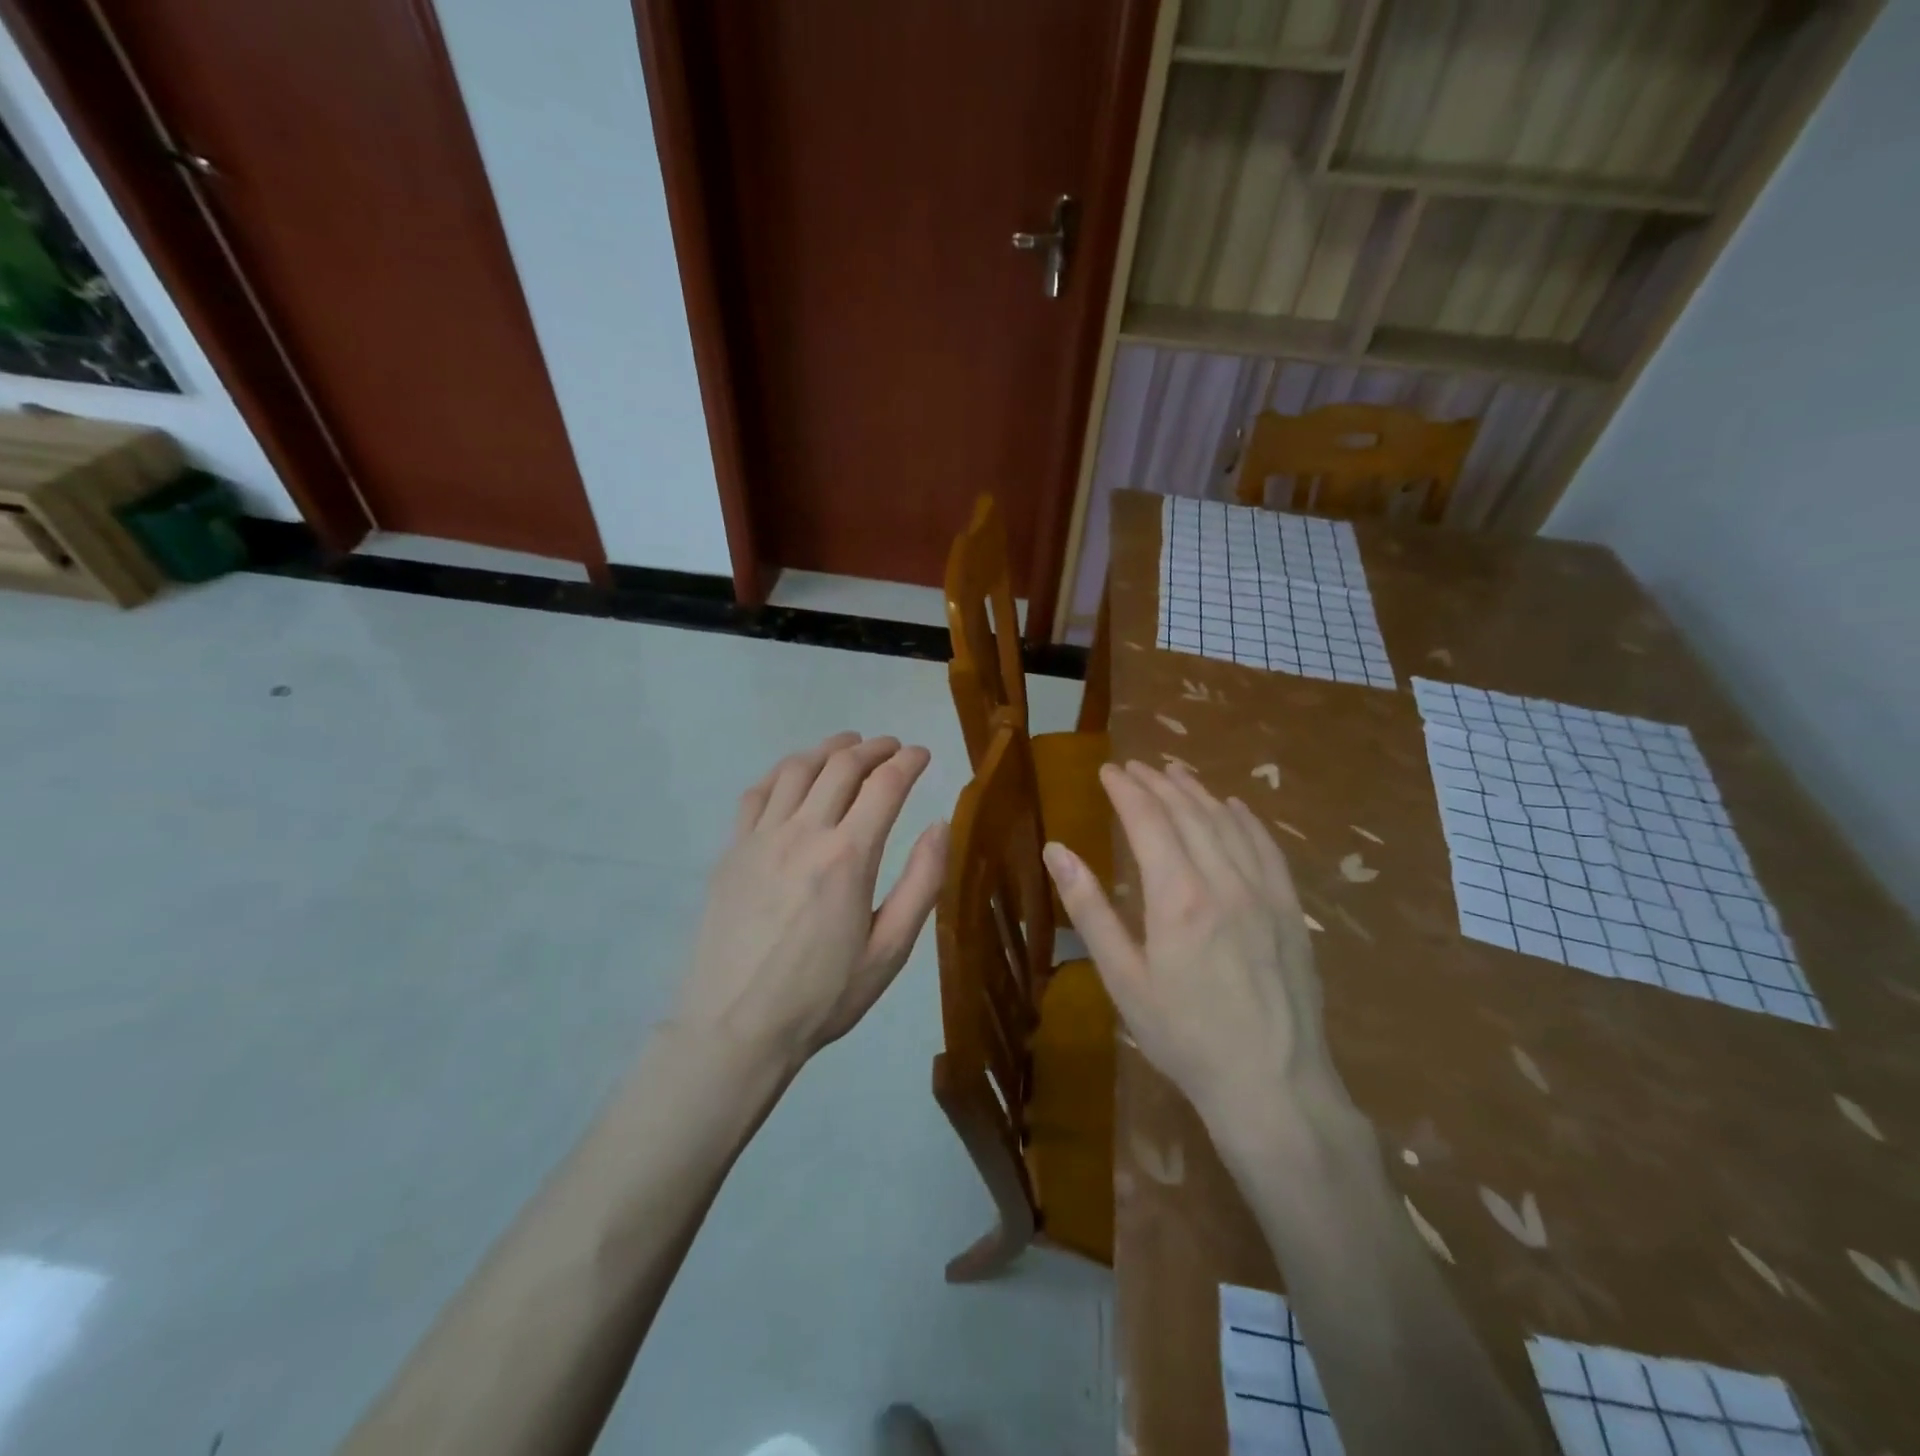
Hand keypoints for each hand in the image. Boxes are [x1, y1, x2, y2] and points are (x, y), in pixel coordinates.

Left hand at [673, 732, 948, 1067]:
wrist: (736, 1028)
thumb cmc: (823, 996)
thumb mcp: (890, 951)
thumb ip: (921, 882)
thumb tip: (940, 824)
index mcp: (849, 857)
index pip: (885, 785)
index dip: (909, 761)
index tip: (923, 754)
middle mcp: (804, 833)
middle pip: (842, 766)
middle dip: (874, 747)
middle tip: (892, 747)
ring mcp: (761, 838)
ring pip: (797, 769)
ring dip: (828, 749)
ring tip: (848, 746)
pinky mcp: (732, 851)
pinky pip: (757, 792)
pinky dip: (783, 771)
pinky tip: (794, 774)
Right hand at [1042, 761, 1352, 1136]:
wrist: (1271, 1083)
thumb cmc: (1184, 1036)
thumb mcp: (1123, 979)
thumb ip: (1090, 910)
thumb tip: (1056, 851)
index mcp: (1177, 896)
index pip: (1148, 820)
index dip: (1126, 790)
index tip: (1108, 771)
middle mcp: (1223, 880)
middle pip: (1188, 812)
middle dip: (1157, 782)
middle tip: (1134, 767)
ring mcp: (1264, 892)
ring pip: (1227, 822)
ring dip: (1197, 792)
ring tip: (1174, 773)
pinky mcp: (1290, 909)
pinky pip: (1267, 846)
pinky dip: (1244, 818)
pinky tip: (1232, 807)